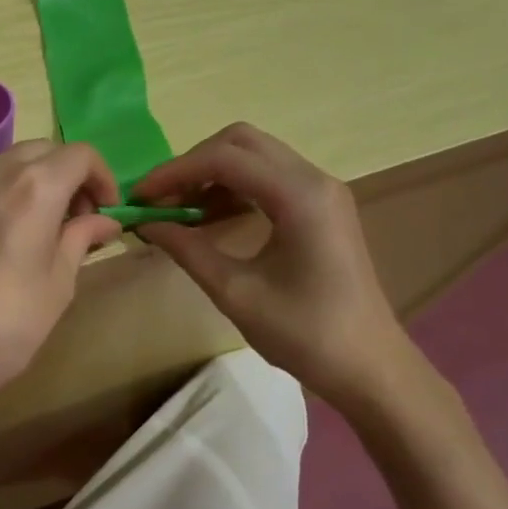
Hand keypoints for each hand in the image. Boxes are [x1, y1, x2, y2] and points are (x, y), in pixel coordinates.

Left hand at [0, 141, 121, 440]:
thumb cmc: (5, 325)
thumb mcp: (57, 284)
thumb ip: (81, 239)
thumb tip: (104, 222)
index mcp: (34, 187)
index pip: (80, 155)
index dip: (102, 178)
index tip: (106, 212)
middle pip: (44, 151)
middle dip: (70, 176)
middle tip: (78, 222)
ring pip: (10, 162)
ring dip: (36, 181)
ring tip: (43, 229)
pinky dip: (5, 192)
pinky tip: (6, 235)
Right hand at [132, 123, 416, 413]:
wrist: (368, 365)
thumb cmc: (305, 334)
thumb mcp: (235, 293)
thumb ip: (188, 250)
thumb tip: (145, 224)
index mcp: (300, 196)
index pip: (224, 159)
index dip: (174, 173)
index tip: (139, 198)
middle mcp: (314, 180)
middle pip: (240, 142)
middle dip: (192, 164)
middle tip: (159, 199)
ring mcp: (321, 191)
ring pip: (254, 156)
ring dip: (210, 174)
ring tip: (176, 210)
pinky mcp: (320, 207)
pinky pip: (268, 178)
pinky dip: (232, 188)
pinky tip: (207, 218)